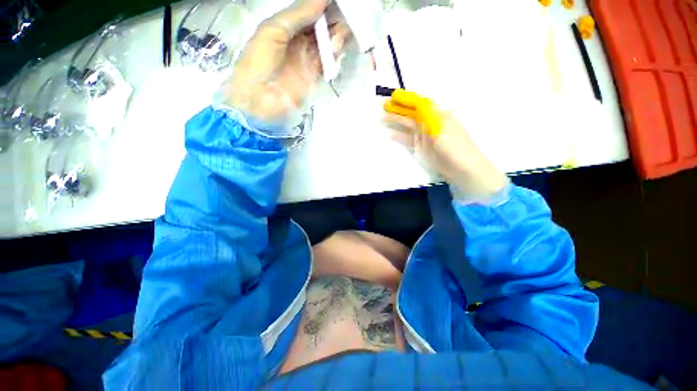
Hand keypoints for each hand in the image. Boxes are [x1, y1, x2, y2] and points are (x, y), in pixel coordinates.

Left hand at [222, 0, 350, 122]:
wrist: (260, 99)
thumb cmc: (260, 61)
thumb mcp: (273, 30)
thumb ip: (297, 14)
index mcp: (286, 26)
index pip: (309, 11)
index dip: (323, 5)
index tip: (338, 1)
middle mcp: (299, 40)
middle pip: (321, 26)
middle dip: (333, 19)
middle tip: (347, 15)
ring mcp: (308, 59)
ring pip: (327, 43)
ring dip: (336, 36)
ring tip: (341, 33)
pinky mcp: (315, 76)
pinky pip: (328, 61)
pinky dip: (334, 54)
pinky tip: (337, 47)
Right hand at [384, 101, 507, 202]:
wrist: (461, 168)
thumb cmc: (453, 145)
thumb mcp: (441, 127)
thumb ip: (429, 115)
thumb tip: (419, 101)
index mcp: (437, 115)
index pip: (419, 104)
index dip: (407, 99)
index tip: (393, 96)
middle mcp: (429, 123)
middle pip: (411, 114)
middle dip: (398, 109)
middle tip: (383, 106)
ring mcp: (424, 136)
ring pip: (407, 126)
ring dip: (395, 122)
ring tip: (382, 118)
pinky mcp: (420, 148)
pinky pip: (407, 140)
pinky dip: (399, 137)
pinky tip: (390, 135)